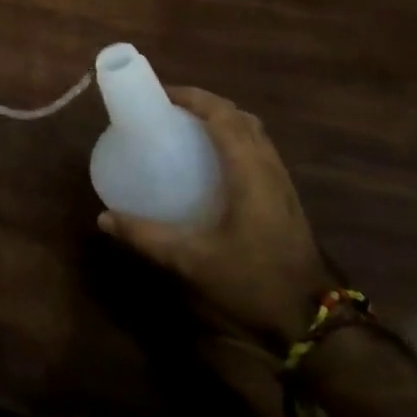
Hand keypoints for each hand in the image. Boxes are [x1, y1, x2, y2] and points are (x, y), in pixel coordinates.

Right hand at [98, 87, 335, 351]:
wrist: (313, 321)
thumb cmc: (252, 282)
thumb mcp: (191, 261)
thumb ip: (145, 237)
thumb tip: (104, 218)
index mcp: (249, 171)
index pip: (222, 115)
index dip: (192, 97)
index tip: (159, 95)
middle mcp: (269, 167)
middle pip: (239, 117)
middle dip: (204, 104)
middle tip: (168, 110)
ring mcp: (281, 182)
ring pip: (253, 132)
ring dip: (221, 120)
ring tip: (186, 129)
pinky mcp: (285, 198)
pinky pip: (258, 150)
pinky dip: (234, 140)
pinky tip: (212, 163)